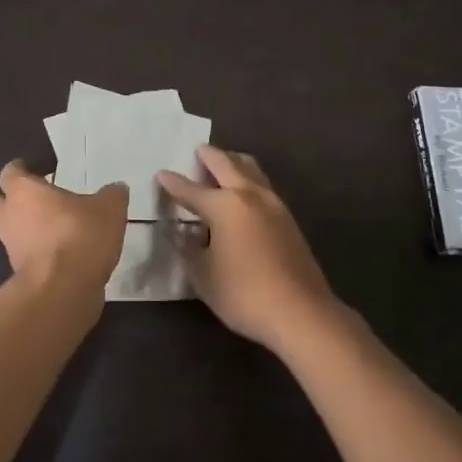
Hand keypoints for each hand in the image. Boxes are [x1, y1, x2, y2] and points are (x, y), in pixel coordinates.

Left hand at [0, 159, 127, 296]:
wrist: (64, 289)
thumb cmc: (80, 234)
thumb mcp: (109, 208)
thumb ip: (112, 195)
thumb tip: (116, 189)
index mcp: (24, 191)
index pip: (11, 172)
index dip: (24, 170)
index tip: (40, 171)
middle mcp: (9, 216)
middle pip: (3, 203)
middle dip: (19, 201)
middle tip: (45, 201)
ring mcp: (11, 248)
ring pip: (14, 231)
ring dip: (30, 230)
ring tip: (60, 230)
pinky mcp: (19, 274)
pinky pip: (27, 256)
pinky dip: (40, 253)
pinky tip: (66, 254)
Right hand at [156, 146, 344, 352]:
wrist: (300, 312)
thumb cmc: (243, 293)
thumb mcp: (203, 276)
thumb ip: (188, 249)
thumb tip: (180, 234)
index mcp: (224, 205)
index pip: (191, 190)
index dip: (173, 183)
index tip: (161, 174)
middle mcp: (249, 195)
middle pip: (227, 164)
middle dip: (209, 156)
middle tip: (198, 149)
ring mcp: (273, 204)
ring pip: (251, 169)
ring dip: (234, 162)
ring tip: (223, 164)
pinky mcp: (288, 218)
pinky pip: (263, 186)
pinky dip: (248, 179)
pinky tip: (243, 195)